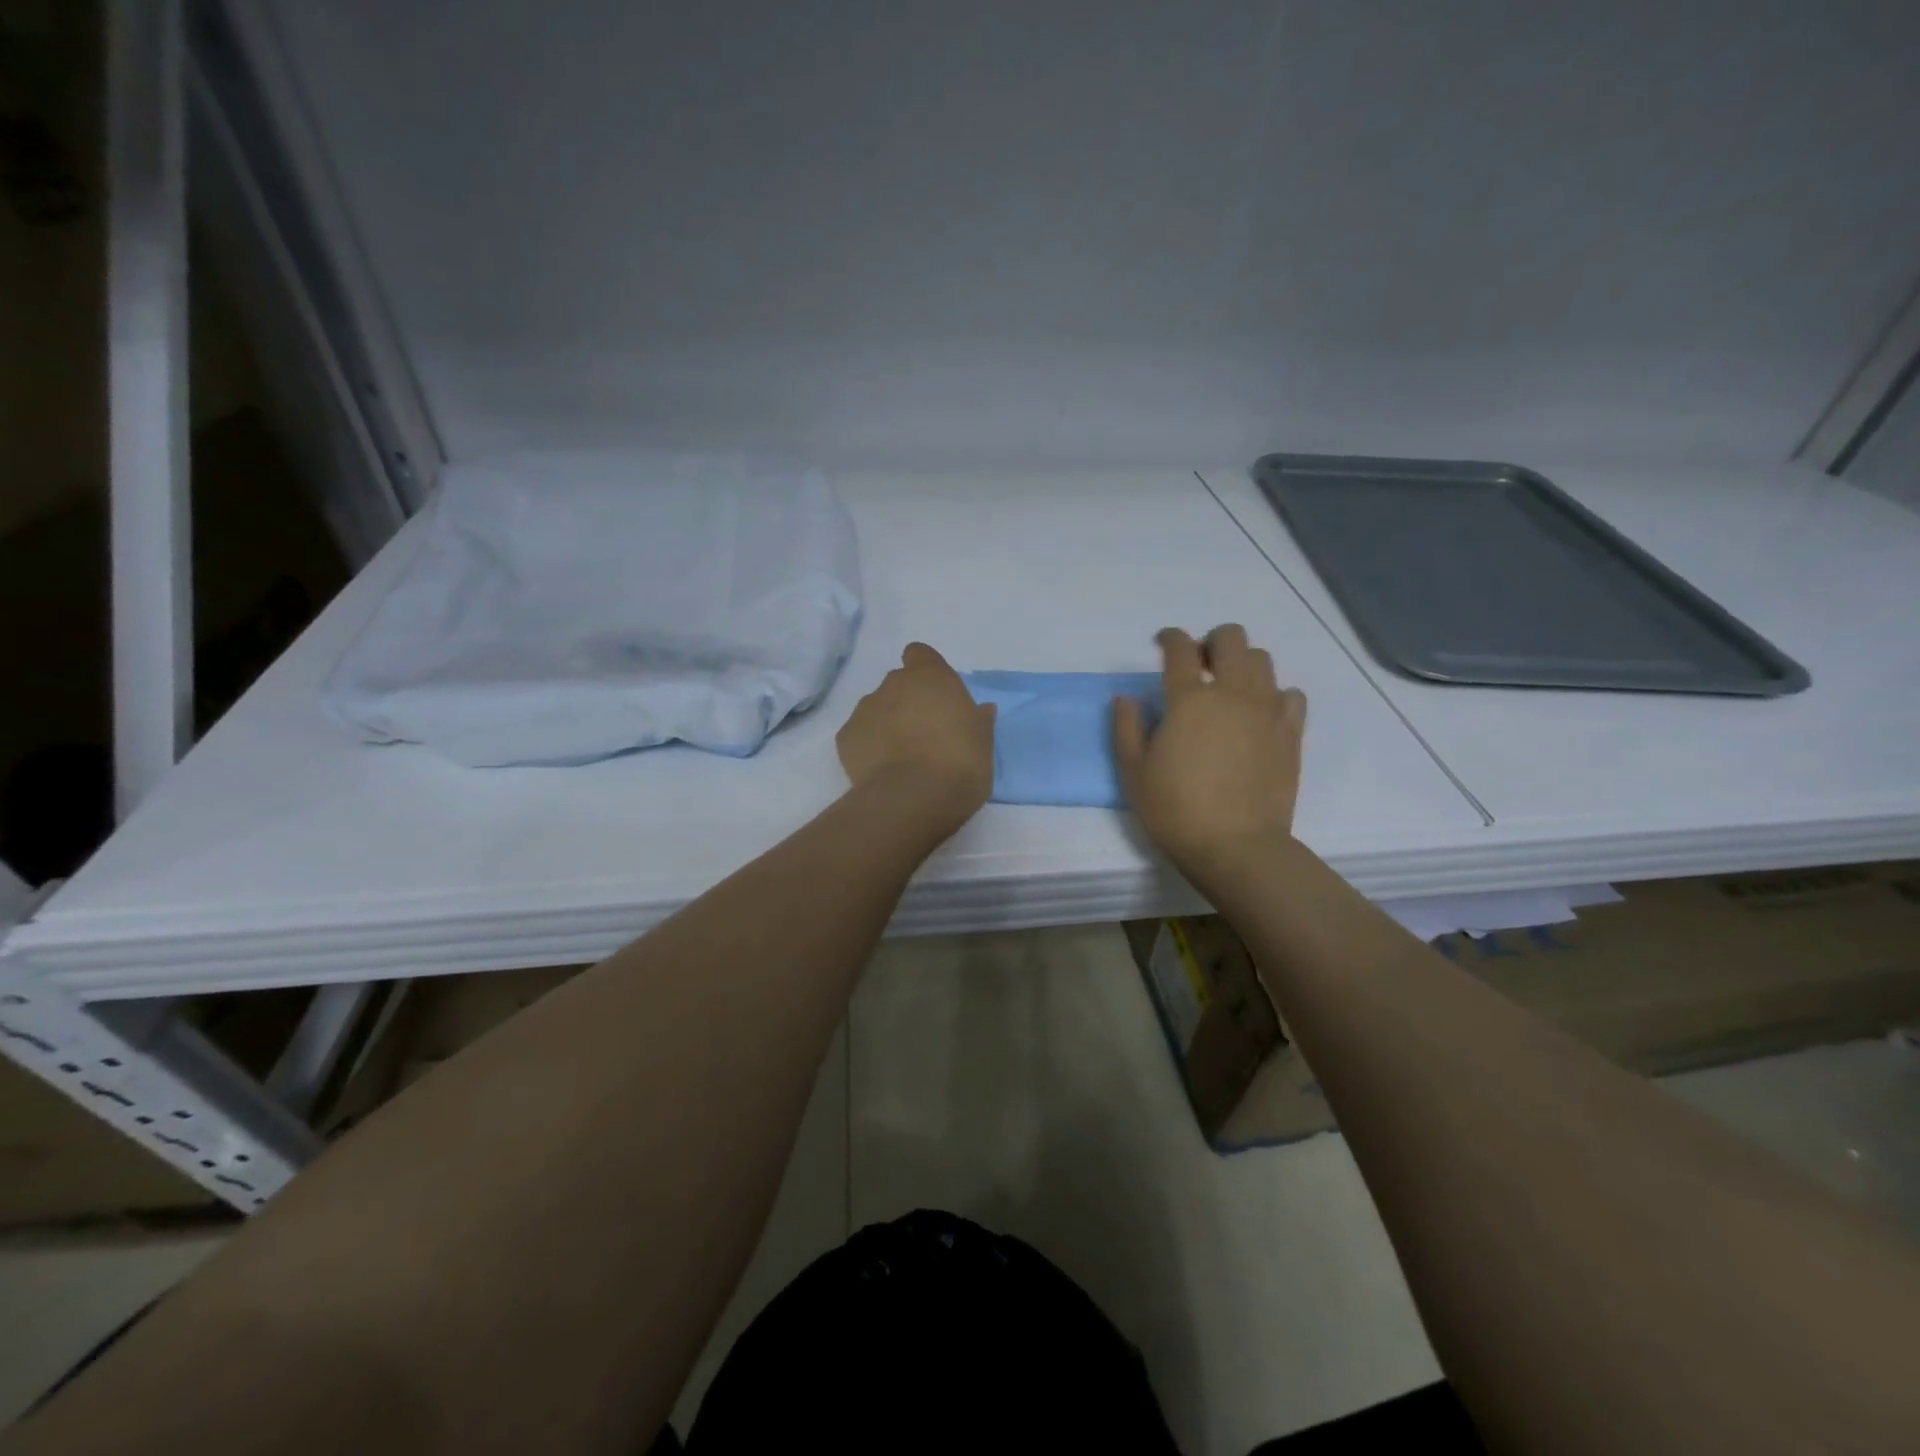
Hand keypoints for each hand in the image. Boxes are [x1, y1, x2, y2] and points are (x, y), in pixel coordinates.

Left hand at [837, 643, 995, 833]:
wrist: (914, 797)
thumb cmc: (960, 762)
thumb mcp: (983, 741)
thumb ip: (978, 720)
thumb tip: (981, 710)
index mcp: (930, 676)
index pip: (920, 654)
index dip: (925, 670)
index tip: (935, 694)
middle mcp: (893, 684)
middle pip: (897, 683)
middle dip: (907, 701)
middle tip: (924, 732)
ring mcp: (865, 709)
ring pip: (876, 708)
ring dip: (887, 724)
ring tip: (902, 757)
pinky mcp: (845, 737)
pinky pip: (859, 735)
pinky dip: (868, 747)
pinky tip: (882, 771)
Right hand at [1113, 625, 1306, 879]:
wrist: (1236, 846)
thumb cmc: (1175, 809)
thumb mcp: (1133, 771)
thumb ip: (1126, 728)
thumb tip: (1127, 699)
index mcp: (1189, 699)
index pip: (1180, 648)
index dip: (1170, 637)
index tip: (1163, 642)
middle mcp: (1232, 693)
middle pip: (1232, 638)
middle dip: (1212, 640)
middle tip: (1199, 662)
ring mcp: (1267, 711)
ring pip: (1263, 660)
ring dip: (1242, 663)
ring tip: (1229, 687)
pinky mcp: (1291, 733)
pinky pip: (1289, 694)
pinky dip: (1273, 694)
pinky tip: (1259, 713)